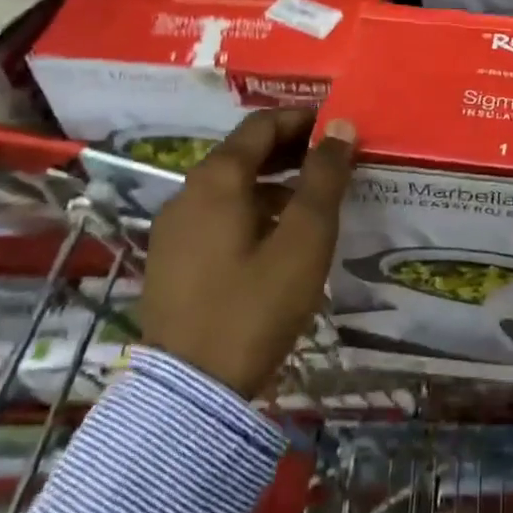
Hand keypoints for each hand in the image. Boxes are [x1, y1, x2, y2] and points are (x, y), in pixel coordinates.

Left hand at [138, 108, 356, 397]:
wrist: (188, 393)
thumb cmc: (254, 306)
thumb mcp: (305, 238)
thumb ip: (325, 178)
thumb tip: (340, 127)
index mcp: (217, 179)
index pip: (262, 125)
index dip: (303, 119)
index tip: (338, 128)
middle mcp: (187, 192)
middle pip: (244, 152)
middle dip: (291, 148)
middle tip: (333, 161)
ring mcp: (173, 228)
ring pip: (231, 185)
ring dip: (273, 180)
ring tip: (313, 199)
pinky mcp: (171, 259)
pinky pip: (218, 213)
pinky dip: (252, 207)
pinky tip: (277, 236)